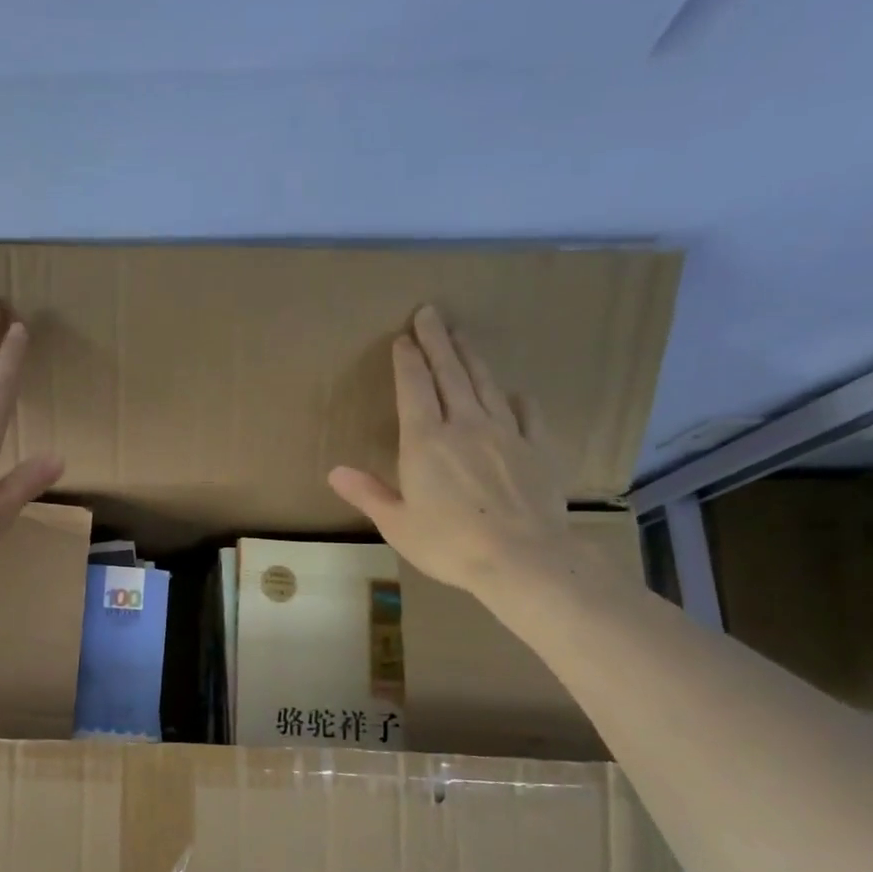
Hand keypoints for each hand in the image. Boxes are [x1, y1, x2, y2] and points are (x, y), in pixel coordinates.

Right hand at [329, 305, 574, 596]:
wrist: (523, 559)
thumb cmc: (450, 544)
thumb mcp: (397, 524)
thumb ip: (368, 493)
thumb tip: (335, 472)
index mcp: (426, 441)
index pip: (414, 387)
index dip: (408, 360)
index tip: (403, 338)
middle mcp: (465, 425)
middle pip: (450, 373)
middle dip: (437, 341)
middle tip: (430, 313)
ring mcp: (505, 433)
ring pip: (485, 384)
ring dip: (471, 357)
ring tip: (462, 335)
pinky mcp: (537, 448)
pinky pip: (527, 413)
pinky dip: (516, 397)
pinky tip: (513, 391)